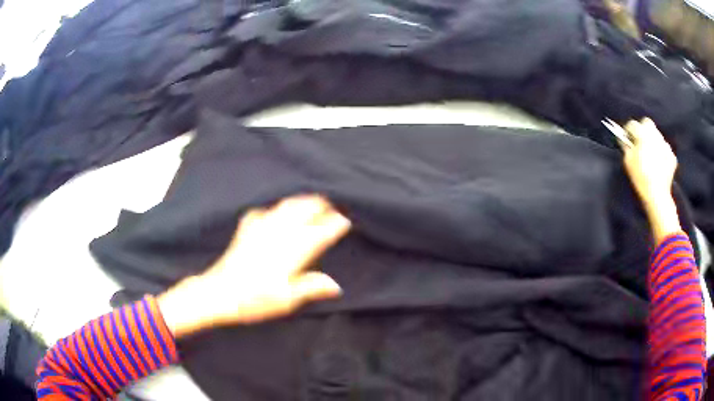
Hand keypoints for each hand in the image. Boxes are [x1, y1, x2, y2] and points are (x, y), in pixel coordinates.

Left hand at [158, 194, 350, 337]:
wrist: (219, 292)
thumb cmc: (254, 300)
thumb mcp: (286, 301)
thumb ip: (311, 288)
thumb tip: (336, 285)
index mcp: (291, 252)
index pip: (319, 232)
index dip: (334, 224)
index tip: (345, 221)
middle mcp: (278, 235)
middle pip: (303, 211)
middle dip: (320, 205)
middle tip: (332, 205)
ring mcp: (261, 229)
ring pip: (286, 206)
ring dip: (301, 201)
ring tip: (311, 200)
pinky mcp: (247, 229)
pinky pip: (265, 211)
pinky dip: (276, 208)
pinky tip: (275, 212)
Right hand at [620, 118, 676, 205]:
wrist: (657, 194)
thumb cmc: (640, 176)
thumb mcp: (628, 161)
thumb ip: (626, 146)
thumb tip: (624, 139)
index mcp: (643, 134)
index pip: (632, 124)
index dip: (628, 131)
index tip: (627, 139)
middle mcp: (655, 135)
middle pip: (647, 124)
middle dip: (643, 130)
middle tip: (640, 142)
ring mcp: (665, 145)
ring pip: (657, 136)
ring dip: (653, 142)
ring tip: (651, 155)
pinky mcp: (672, 156)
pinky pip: (665, 149)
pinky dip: (662, 154)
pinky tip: (659, 164)